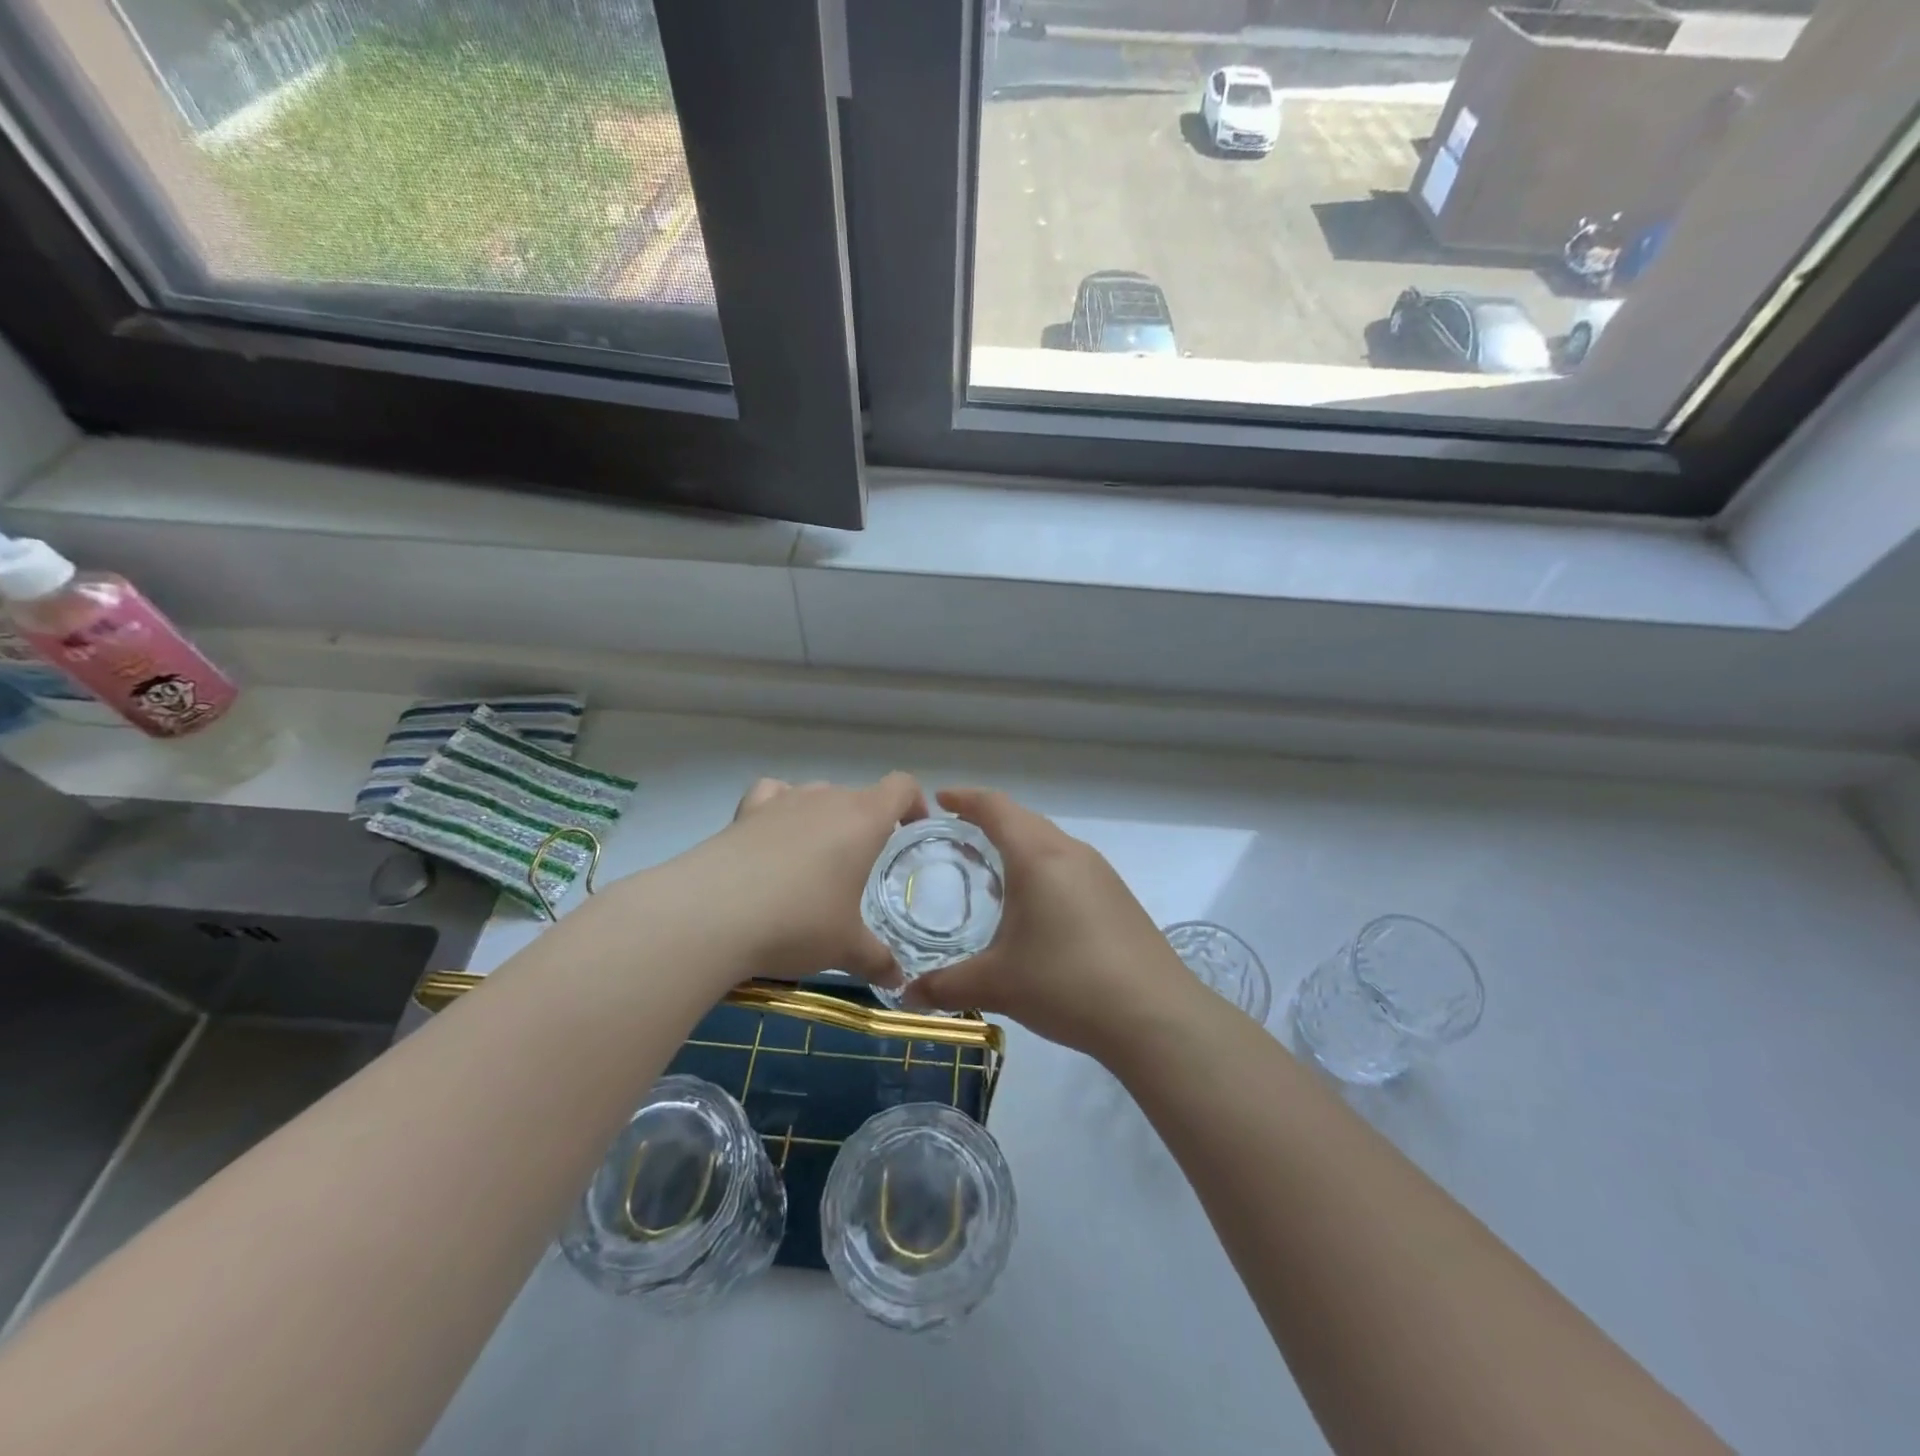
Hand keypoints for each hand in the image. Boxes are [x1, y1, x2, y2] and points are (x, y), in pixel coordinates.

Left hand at [670, 773, 925, 987]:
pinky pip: (773, 795)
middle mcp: (826, 799)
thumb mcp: (845, 948)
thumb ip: (877, 960)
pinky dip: (781, 809)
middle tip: (862, 867)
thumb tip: (899, 980)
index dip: (914, 803)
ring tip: (817, 860)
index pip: (901, 786)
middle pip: (859, 795)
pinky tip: (775, 837)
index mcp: (863, 819)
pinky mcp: (745, 812)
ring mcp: (783, 800)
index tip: (913, 831)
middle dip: (868, 824)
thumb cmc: (798, 922)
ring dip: (825, 819)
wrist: (711, 914)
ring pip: (817, 795)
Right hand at [900, 788, 1201, 1057]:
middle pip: (1023, 820)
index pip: (996, 807)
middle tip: (956, 837)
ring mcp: (1100, 873)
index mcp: (1038, 856)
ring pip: (1049, 843)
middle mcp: (1071, 852)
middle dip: (989, 821)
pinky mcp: (1117, 897)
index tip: (940, 800)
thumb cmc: (1067, 984)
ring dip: (1018, 847)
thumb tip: (907, 995)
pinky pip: (1069, 865)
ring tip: (990, 873)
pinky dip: (1041, 869)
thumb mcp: (997, 984)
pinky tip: (1033, 907)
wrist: (1155, 1015)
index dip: (966, 798)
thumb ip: (946, 985)